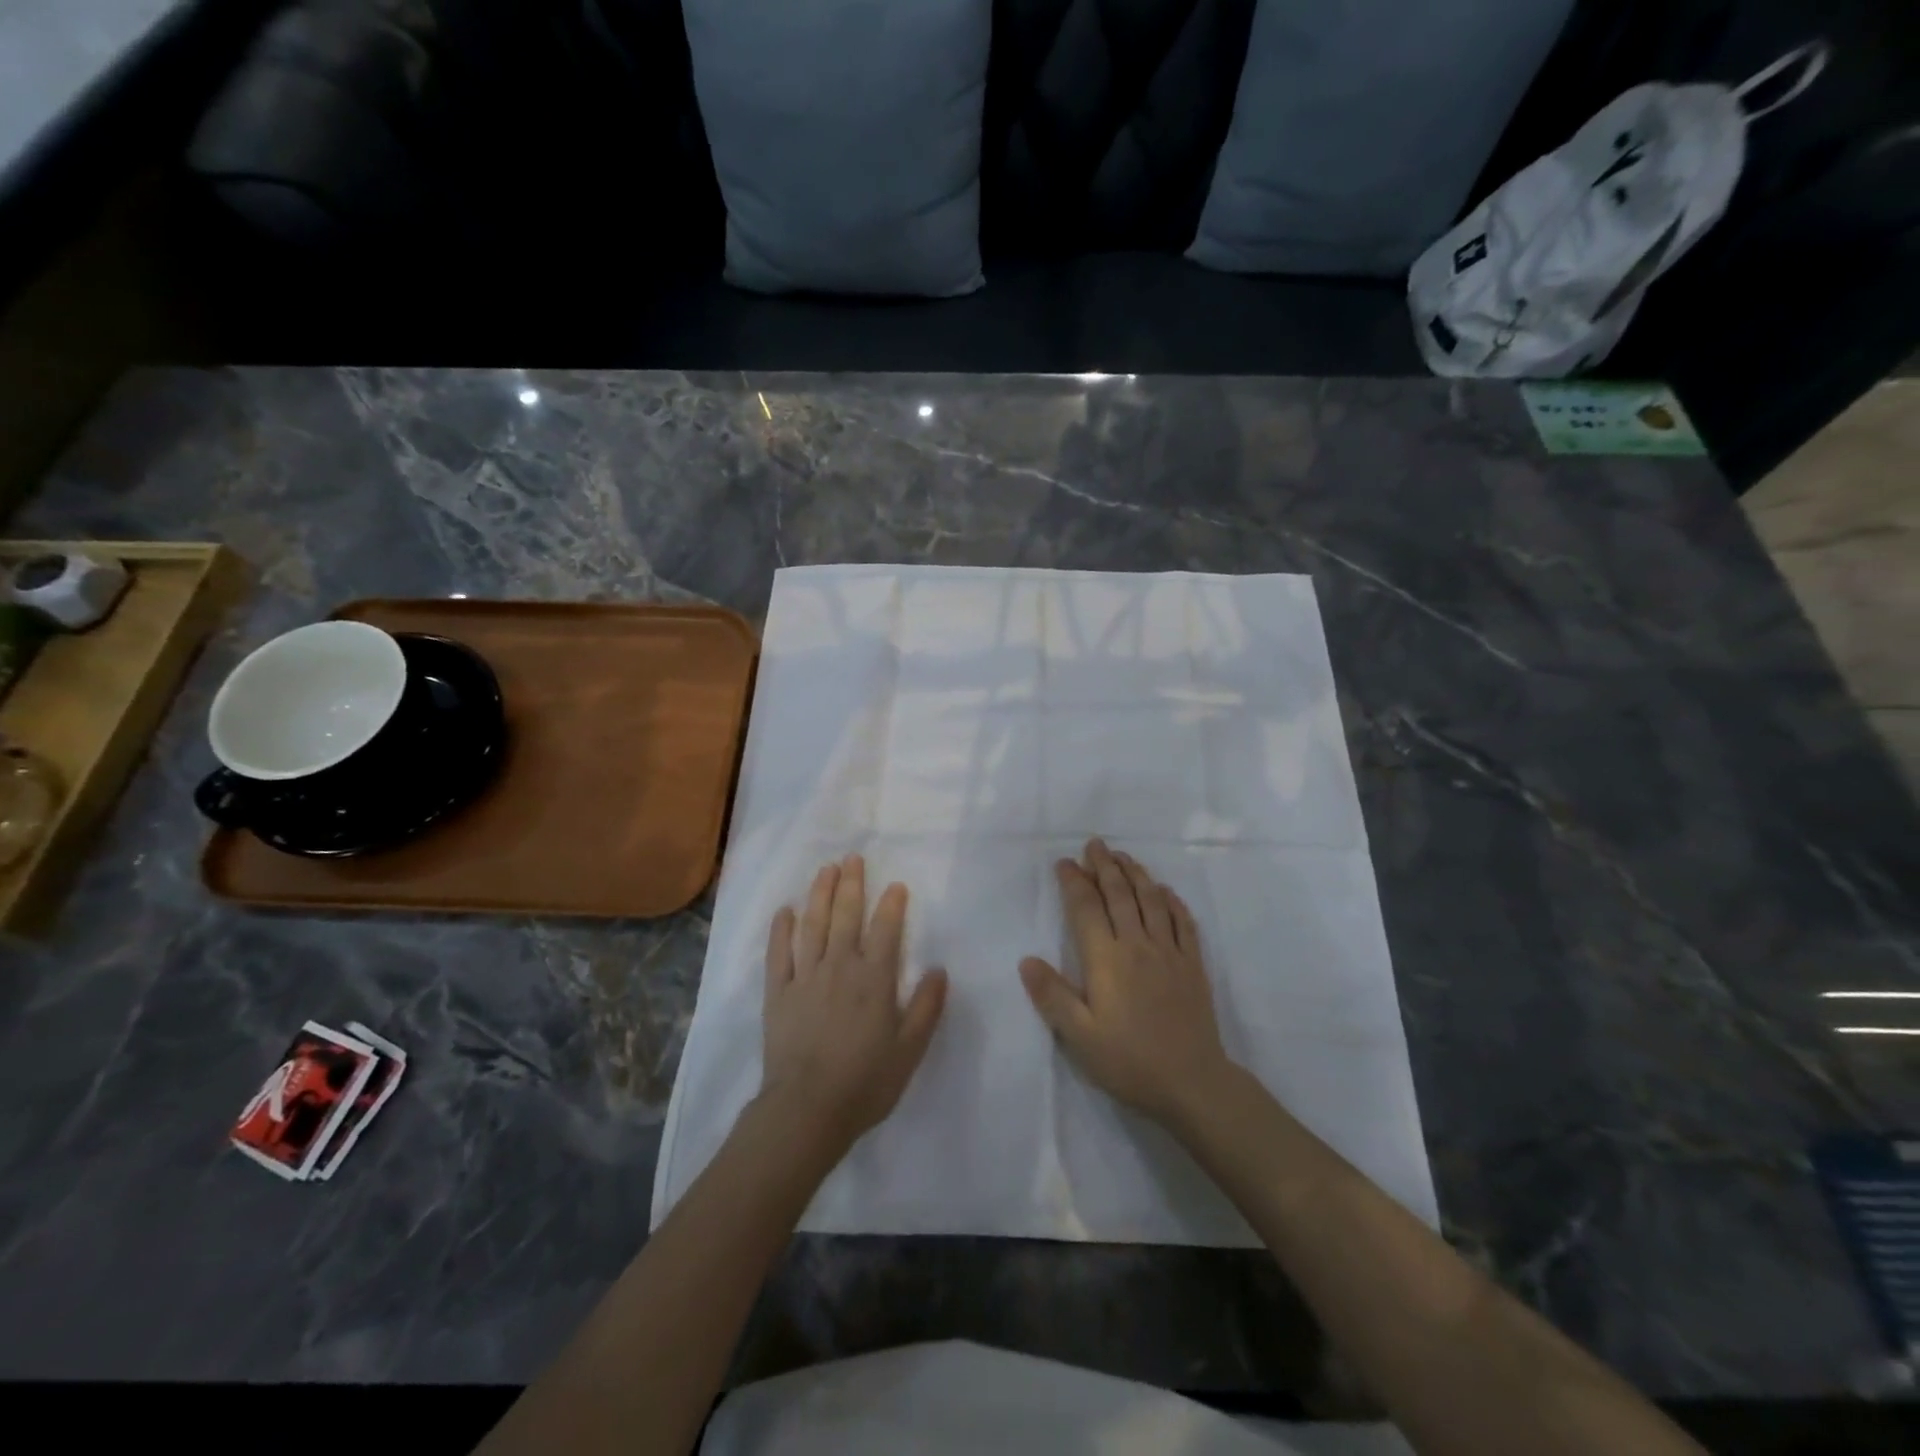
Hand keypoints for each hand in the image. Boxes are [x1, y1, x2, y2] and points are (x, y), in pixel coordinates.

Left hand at [761, 854, 947, 1154]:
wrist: (807, 1109)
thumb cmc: (865, 1082)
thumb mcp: (910, 1050)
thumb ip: (927, 1007)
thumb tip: (939, 969)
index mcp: (874, 979)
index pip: (886, 931)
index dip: (892, 905)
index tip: (895, 885)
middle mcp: (840, 967)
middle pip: (846, 916)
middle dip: (852, 885)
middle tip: (852, 858)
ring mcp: (805, 977)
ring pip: (813, 925)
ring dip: (820, 895)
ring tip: (825, 870)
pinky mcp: (778, 993)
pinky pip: (778, 953)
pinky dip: (781, 929)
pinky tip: (784, 910)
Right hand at [1019, 838, 1234, 1128]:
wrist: (1192, 1082)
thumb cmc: (1129, 1060)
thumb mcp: (1080, 1036)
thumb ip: (1052, 996)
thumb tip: (1027, 960)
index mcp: (1106, 959)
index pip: (1086, 908)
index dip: (1073, 882)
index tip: (1064, 863)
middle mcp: (1138, 945)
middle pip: (1119, 894)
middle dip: (1104, 866)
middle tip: (1094, 844)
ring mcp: (1170, 952)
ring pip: (1152, 901)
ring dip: (1136, 874)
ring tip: (1123, 857)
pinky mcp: (1193, 965)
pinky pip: (1183, 923)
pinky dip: (1172, 901)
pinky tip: (1165, 891)